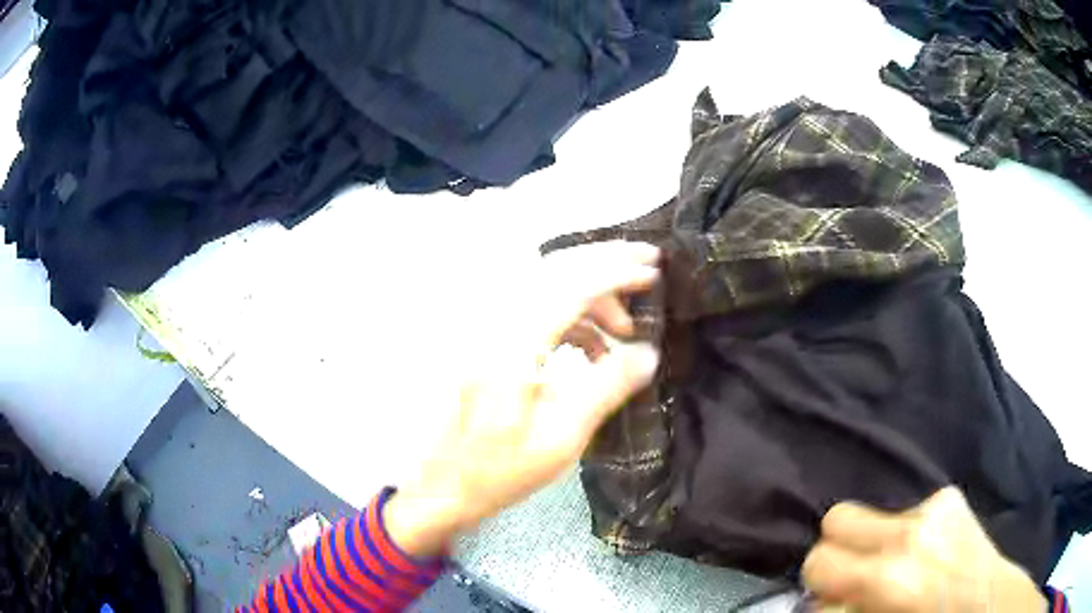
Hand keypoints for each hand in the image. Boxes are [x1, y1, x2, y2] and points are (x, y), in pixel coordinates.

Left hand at [385, 242, 660, 556]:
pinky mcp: (489, 340)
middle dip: (605, 261)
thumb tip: (648, 352)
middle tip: (649, 263)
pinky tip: (594, 347)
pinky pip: (536, 308)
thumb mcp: (561, 438)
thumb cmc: (500, 469)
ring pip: (546, 284)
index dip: (616, 273)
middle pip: (555, 269)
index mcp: (511, 347)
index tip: (655, 271)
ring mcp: (487, 330)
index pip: (569, 287)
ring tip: (625, 327)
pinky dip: (571, 315)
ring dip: (590, 292)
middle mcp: (495, 325)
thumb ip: (606, 388)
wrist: (444, 483)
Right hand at [804, 487, 1046, 611]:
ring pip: (874, 511)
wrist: (988, 602)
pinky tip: (924, 551)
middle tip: (853, 572)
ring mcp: (934, 507)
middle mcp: (908, 533)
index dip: (817, 580)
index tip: (831, 593)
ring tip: (897, 564)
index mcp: (887, 577)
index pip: (819, 561)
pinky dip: (906, 532)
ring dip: (874, 540)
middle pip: (839, 516)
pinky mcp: (950, 496)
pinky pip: (908, 511)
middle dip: (836, 546)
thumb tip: (820, 599)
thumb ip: (843, 610)